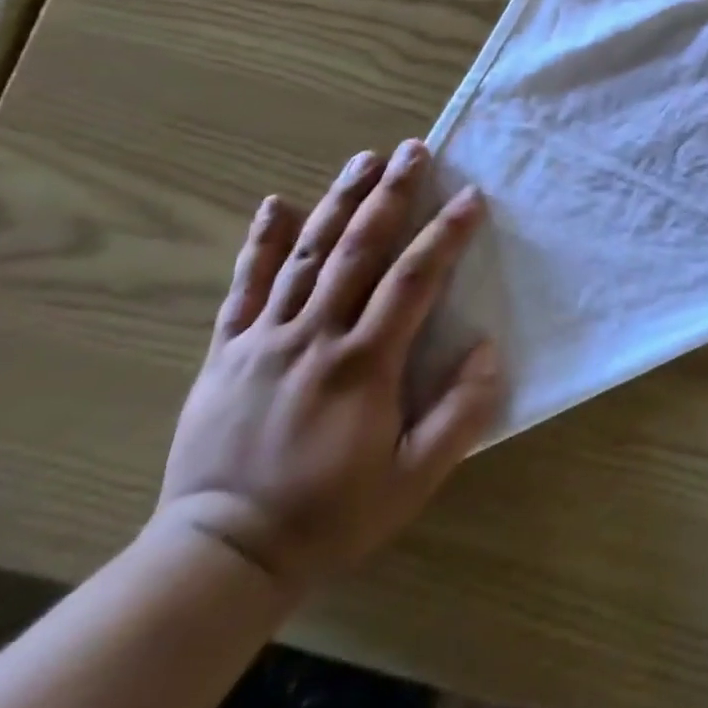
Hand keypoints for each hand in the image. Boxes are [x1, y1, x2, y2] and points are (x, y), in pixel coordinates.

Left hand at [155, 140, 501, 591]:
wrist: (220, 557)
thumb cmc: (330, 514)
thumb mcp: (413, 478)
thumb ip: (460, 413)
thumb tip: (486, 348)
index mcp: (364, 363)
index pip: (414, 279)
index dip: (446, 233)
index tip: (470, 197)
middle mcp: (315, 336)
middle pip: (359, 248)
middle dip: (392, 194)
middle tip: (415, 149)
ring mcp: (265, 339)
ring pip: (307, 254)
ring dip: (339, 200)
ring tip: (365, 158)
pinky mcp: (226, 352)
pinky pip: (245, 287)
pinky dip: (260, 243)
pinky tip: (275, 203)